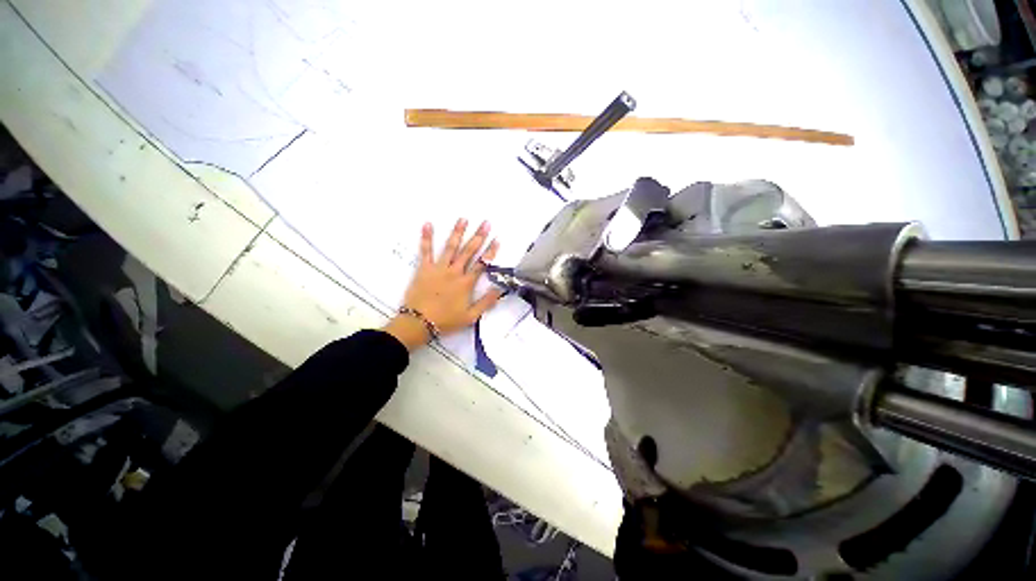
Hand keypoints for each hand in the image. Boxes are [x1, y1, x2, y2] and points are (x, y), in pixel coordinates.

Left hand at [383, 219, 503, 349]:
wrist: (419, 322)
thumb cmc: (446, 321)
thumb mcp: (470, 317)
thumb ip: (486, 302)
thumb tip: (500, 289)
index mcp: (466, 283)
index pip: (482, 264)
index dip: (491, 251)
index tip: (497, 239)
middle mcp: (454, 272)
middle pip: (469, 251)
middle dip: (478, 236)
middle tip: (486, 223)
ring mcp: (438, 268)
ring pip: (450, 247)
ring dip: (457, 232)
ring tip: (463, 219)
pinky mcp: (424, 268)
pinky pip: (425, 250)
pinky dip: (427, 237)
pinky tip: (428, 224)